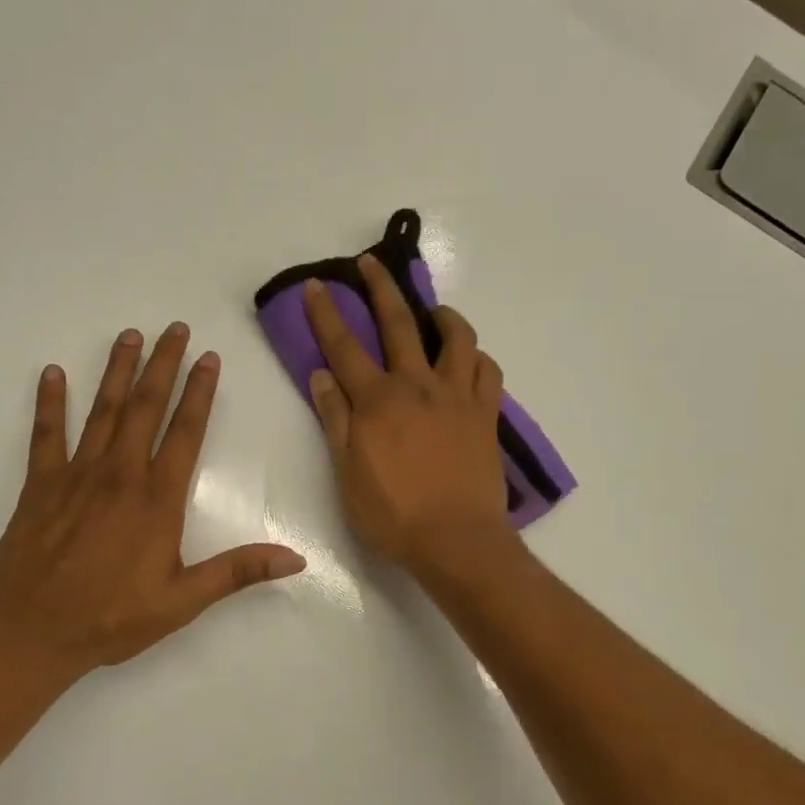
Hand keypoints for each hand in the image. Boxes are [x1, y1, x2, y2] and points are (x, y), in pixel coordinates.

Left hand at [0, 324, 305, 685]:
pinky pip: (46, 434)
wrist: (31, 633)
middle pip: (145, 408)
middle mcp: (120, 475)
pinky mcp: (40, 485)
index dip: (200, 392)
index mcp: (157, 499)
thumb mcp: (183, 601)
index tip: (208, 358)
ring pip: (102, 411)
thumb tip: (296, 559)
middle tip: (173, 328)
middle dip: (162, 365)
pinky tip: (53, 373)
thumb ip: (237, 572)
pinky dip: (49, 402)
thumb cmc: (112, 619)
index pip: (185, 432)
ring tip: (129, 336)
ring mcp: (76, 475)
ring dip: (117, 371)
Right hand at [303, 258, 513, 575]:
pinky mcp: (485, 414)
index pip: (344, 347)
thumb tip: (321, 375)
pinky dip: (476, 356)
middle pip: (399, 323)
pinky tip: (467, 359)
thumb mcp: (347, 473)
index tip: (317, 286)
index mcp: (377, 401)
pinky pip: (487, 369)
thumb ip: (335, 420)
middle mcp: (418, 386)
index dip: (327, 314)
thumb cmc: (393, 515)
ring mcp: (457, 396)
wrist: (456, 540)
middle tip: (371, 264)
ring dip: (442, 315)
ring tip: (433, 312)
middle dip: (381, 288)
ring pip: (456, 337)